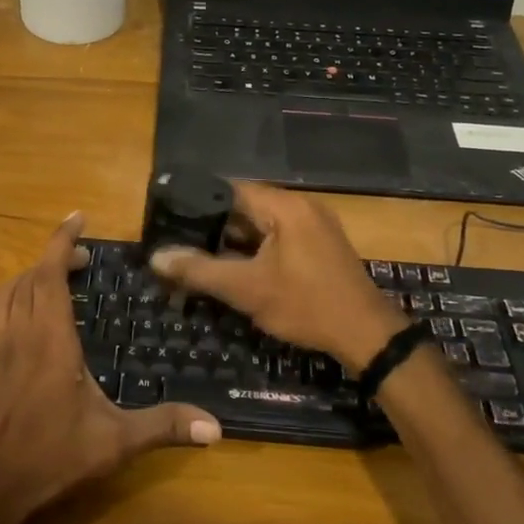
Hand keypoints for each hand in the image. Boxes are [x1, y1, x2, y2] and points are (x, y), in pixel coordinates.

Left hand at [0, 213, 219, 523]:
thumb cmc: (46, 458)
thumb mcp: (111, 443)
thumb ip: (162, 427)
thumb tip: (216, 428)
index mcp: (49, 339)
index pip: (51, 273)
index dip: (62, 240)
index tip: (76, 217)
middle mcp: (16, 333)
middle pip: (29, 278)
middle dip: (54, 260)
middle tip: (80, 262)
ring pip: (5, 295)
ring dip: (28, 280)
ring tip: (52, 285)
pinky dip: (12, 306)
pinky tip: (25, 332)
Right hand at [150, 182, 409, 369]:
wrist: (366, 335)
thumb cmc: (305, 305)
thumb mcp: (247, 289)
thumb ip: (200, 270)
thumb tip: (157, 257)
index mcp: (285, 206)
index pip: (231, 189)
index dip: (199, 201)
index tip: (170, 215)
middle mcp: (301, 206)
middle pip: (246, 206)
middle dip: (213, 224)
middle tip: (180, 240)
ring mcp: (314, 225)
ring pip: (262, 225)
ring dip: (234, 239)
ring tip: (199, 255)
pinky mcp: (319, 245)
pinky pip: (278, 237)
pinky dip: (255, 249)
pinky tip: (234, 267)